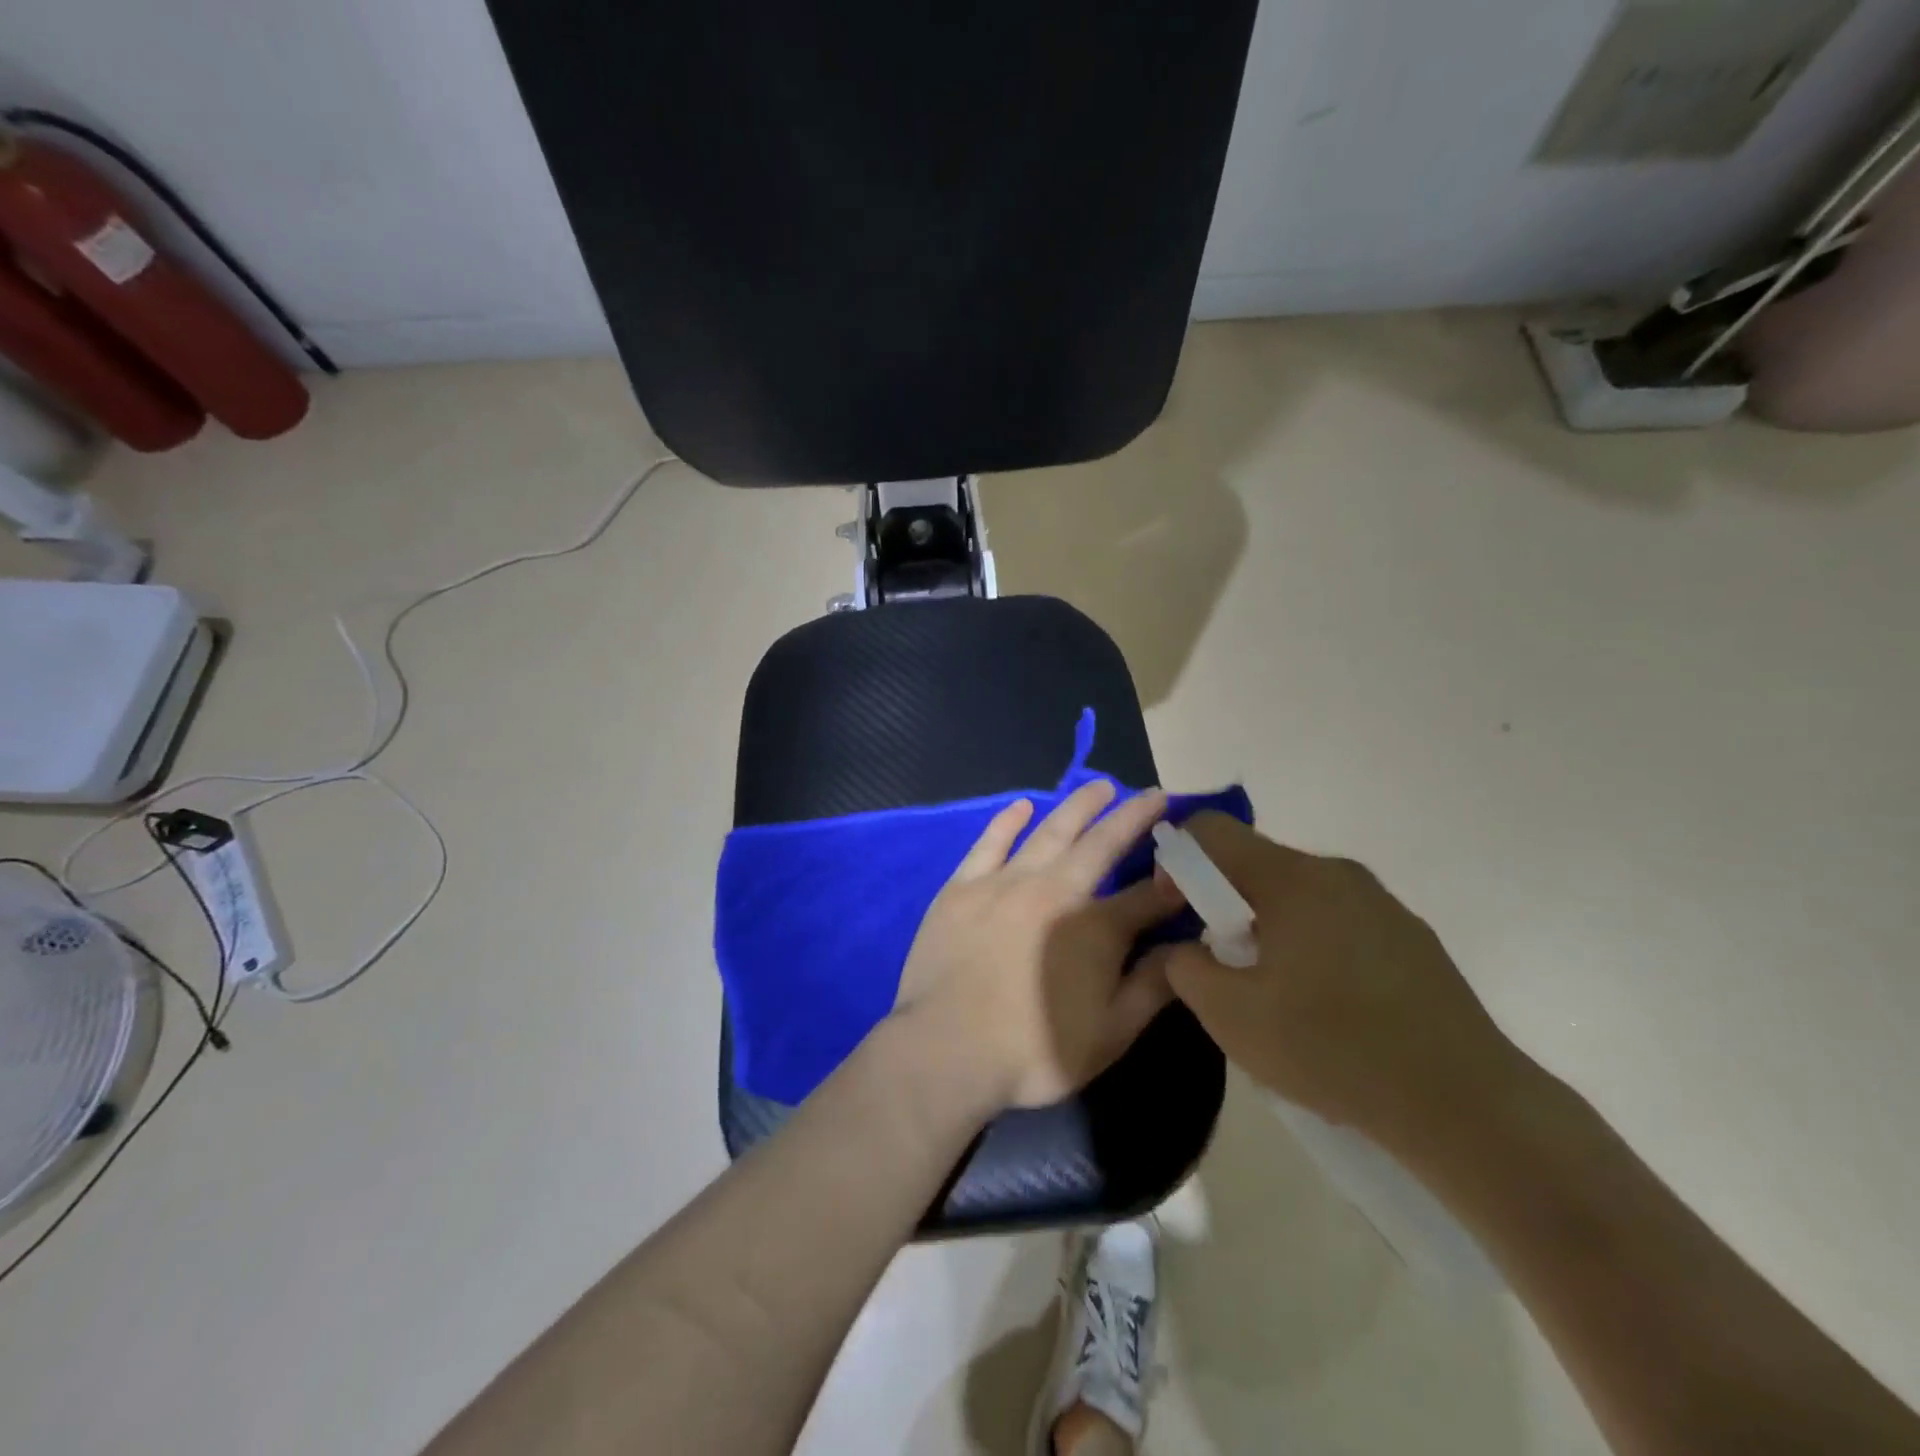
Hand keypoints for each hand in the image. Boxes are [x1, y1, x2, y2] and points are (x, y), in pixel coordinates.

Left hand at [891, 780, 1185, 1110]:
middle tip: (1148, 793)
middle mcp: (1053, 890)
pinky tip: (1022, 806)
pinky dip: (1008, 821)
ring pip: (1049, 832)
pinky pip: (990, 843)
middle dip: (1129, 816)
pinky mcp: (962, 887)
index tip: (1190, 858)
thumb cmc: (1034, 1052)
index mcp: (1094, 927)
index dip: (1173, 877)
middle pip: (1100, 844)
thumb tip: (1186, 947)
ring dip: (1077, 806)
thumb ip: (1151, 986)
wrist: (945, 1049)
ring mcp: (1004, 882)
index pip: (1146, 895)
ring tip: (1099, 787)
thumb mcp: (1110, 1033)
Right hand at [1148, 813, 1531, 1156]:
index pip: (1212, 830)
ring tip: (1274, 991)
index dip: (1176, 858)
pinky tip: (1325, 1006)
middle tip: (1223, 962)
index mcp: (1292, 879)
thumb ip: (1186, 969)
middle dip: (1223, 901)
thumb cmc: (1334, 1049)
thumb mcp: (1231, 1017)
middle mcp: (1337, 874)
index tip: (1177, 909)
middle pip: (1256, 862)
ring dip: (1267, 926)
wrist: (1467, 1105)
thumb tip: (1186, 949)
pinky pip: (1337, 919)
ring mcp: (1381, 903)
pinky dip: (1310, 943)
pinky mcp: (1410, 936)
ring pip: (1297, 893)